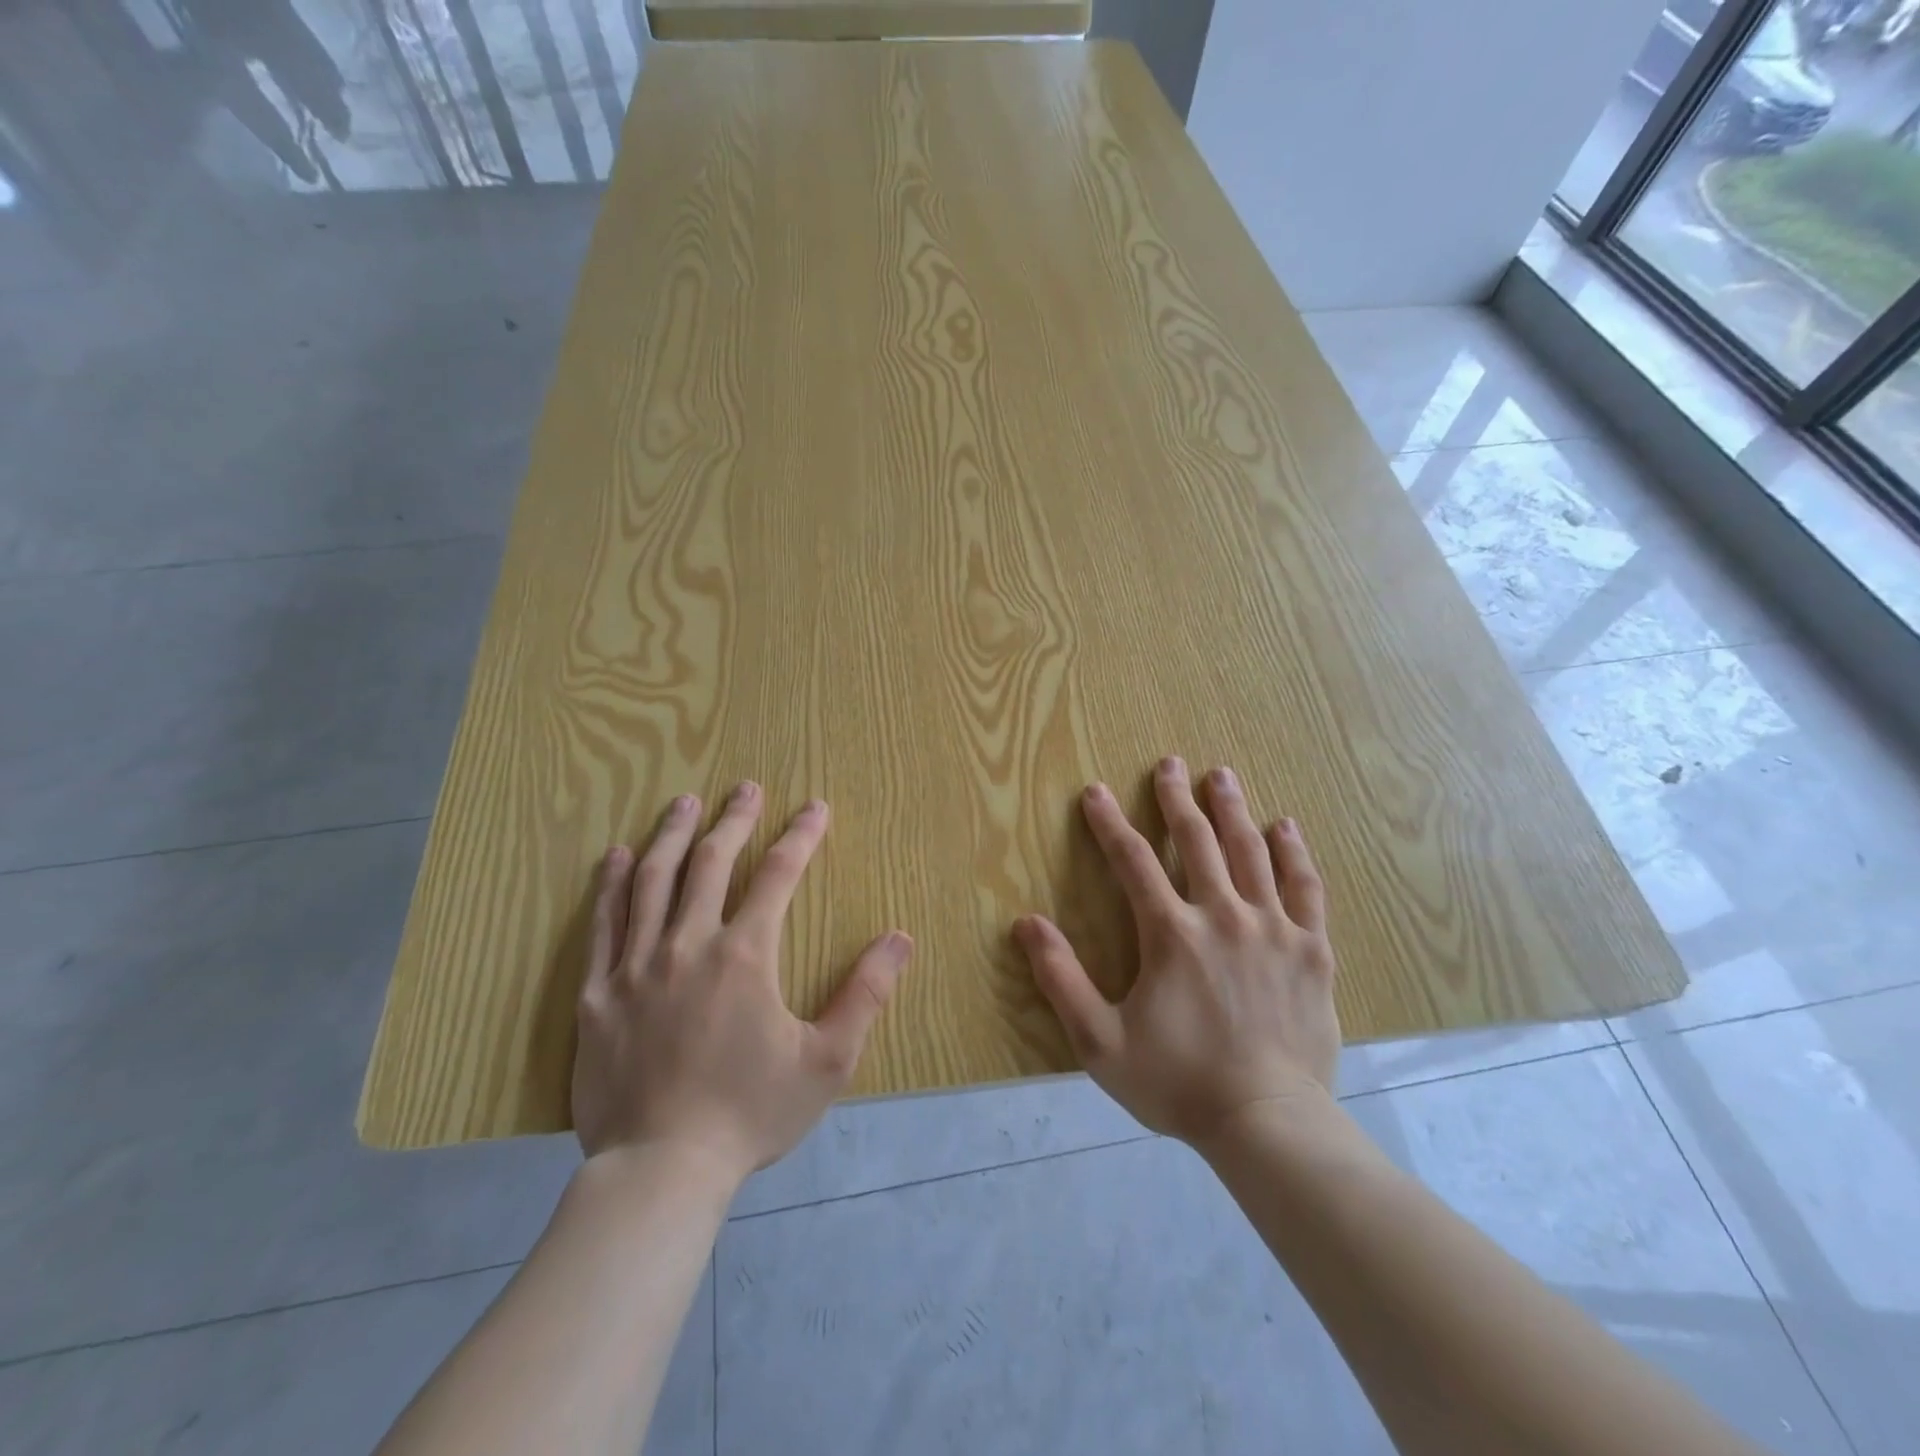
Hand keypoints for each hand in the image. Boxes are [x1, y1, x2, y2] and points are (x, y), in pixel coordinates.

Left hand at [572, 783, 912, 1182]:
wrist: (660, 1171)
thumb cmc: (750, 1114)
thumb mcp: (826, 1061)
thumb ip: (865, 994)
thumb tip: (900, 938)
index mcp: (745, 955)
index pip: (778, 874)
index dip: (801, 835)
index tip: (815, 807)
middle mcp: (688, 944)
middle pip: (711, 861)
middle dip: (734, 819)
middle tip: (746, 787)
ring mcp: (636, 966)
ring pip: (653, 880)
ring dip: (672, 834)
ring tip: (684, 801)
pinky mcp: (598, 993)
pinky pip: (603, 924)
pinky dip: (611, 884)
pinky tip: (618, 857)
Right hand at [1014, 757, 1339, 1146]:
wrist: (1268, 1123)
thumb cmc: (1178, 1082)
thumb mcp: (1100, 1040)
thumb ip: (1061, 978)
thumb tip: (1025, 923)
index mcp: (1171, 933)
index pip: (1133, 860)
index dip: (1110, 822)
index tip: (1096, 791)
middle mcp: (1223, 915)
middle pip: (1197, 840)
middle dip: (1177, 798)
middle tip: (1169, 763)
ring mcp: (1273, 929)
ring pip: (1251, 852)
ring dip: (1232, 810)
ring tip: (1222, 776)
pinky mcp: (1310, 950)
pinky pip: (1304, 888)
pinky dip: (1293, 854)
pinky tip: (1286, 827)